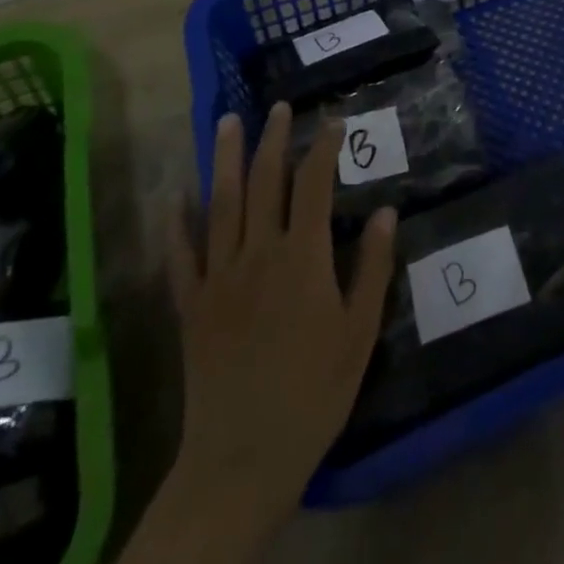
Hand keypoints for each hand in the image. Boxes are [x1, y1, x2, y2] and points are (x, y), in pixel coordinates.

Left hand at [158, 103, 395, 557]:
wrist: (243, 457)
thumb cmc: (314, 392)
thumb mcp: (360, 332)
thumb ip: (374, 267)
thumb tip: (387, 210)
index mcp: (304, 257)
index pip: (315, 185)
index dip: (324, 148)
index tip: (333, 120)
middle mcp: (259, 254)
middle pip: (266, 182)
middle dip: (274, 139)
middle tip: (278, 106)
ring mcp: (219, 276)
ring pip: (222, 204)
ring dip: (226, 159)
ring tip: (228, 122)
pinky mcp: (191, 305)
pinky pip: (181, 254)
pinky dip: (177, 222)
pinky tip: (176, 195)